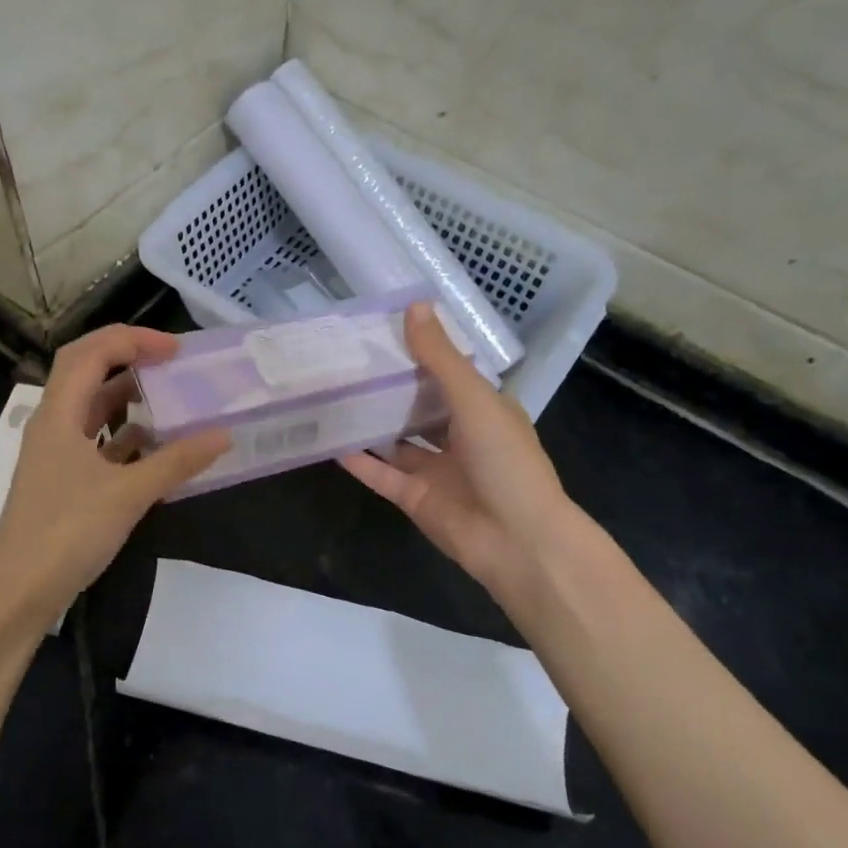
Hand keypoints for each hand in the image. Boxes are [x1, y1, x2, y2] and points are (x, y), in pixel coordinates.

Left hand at [0, 325, 229, 632]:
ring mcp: (56, 455)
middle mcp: (53, 425)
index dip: (132, 340)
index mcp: (58, 414)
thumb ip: (176, 462)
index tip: (175, 350)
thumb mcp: (128, 494)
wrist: (18, 592)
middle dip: (128, 358)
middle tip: (171, 363)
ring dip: (128, 399)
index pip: (91, 353)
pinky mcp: (64, 481)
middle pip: (86, 372)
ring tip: (171, 399)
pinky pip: (97, 444)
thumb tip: (223, 435)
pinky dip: (126, 438)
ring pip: (93, 410)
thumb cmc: (66, 532)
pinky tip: (157, 448)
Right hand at [341, 303, 575, 619]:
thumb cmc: (505, 461)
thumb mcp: (474, 400)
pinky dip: (360, 461)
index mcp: (483, 410)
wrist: (518, 542)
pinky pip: (382, 475)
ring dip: (370, 424)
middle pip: (418, 407)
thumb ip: (440, 359)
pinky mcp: (415, 499)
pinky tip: (329, 442)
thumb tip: (414, 306)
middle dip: (389, 388)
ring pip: (396, 442)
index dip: (418, 353)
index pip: (447, 374)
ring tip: (332, 397)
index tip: (380, 331)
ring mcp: (436, 470)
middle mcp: (460, 437)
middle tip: (346, 361)